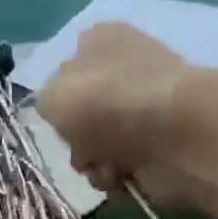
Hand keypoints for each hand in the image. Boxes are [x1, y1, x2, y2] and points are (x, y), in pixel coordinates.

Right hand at [36, 22, 200, 207]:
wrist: (172, 135)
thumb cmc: (106, 103)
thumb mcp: (53, 95)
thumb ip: (45, 101)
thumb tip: (62, 111)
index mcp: (100, 43)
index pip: (68, 66)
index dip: (59, 94)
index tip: (57, 112)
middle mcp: (123, 71)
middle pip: (80, 115)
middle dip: (75, 138)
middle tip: (80, 143)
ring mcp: (142, 110)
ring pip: (96, 146)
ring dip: (92, 161)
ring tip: (104, 162)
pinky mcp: (157, 146)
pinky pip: (119, 167)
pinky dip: (115, 176)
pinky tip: (122, 173)